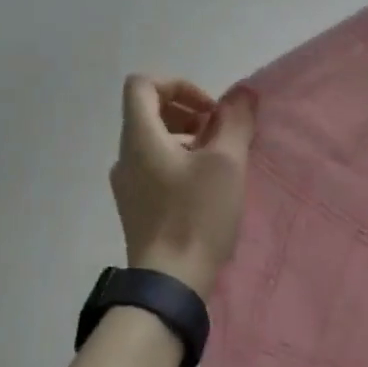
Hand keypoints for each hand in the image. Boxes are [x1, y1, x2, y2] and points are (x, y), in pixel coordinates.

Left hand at [110, 76, 256, 298]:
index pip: (143, 85)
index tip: (210, 111)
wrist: (171, 281)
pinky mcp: (135, 208)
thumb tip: (242, 95)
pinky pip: (154, 169)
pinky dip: (179, 164)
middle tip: (221, 134)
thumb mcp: (226, 163)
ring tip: (219, 162)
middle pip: (149, 113)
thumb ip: (235, 122)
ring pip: (153, 143)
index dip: (179, 85)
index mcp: (139, 137)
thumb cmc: (197, 216)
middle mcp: (125, 156)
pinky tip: (206, 189)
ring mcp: (127, 185)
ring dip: (187, 140)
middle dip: (188, 113)